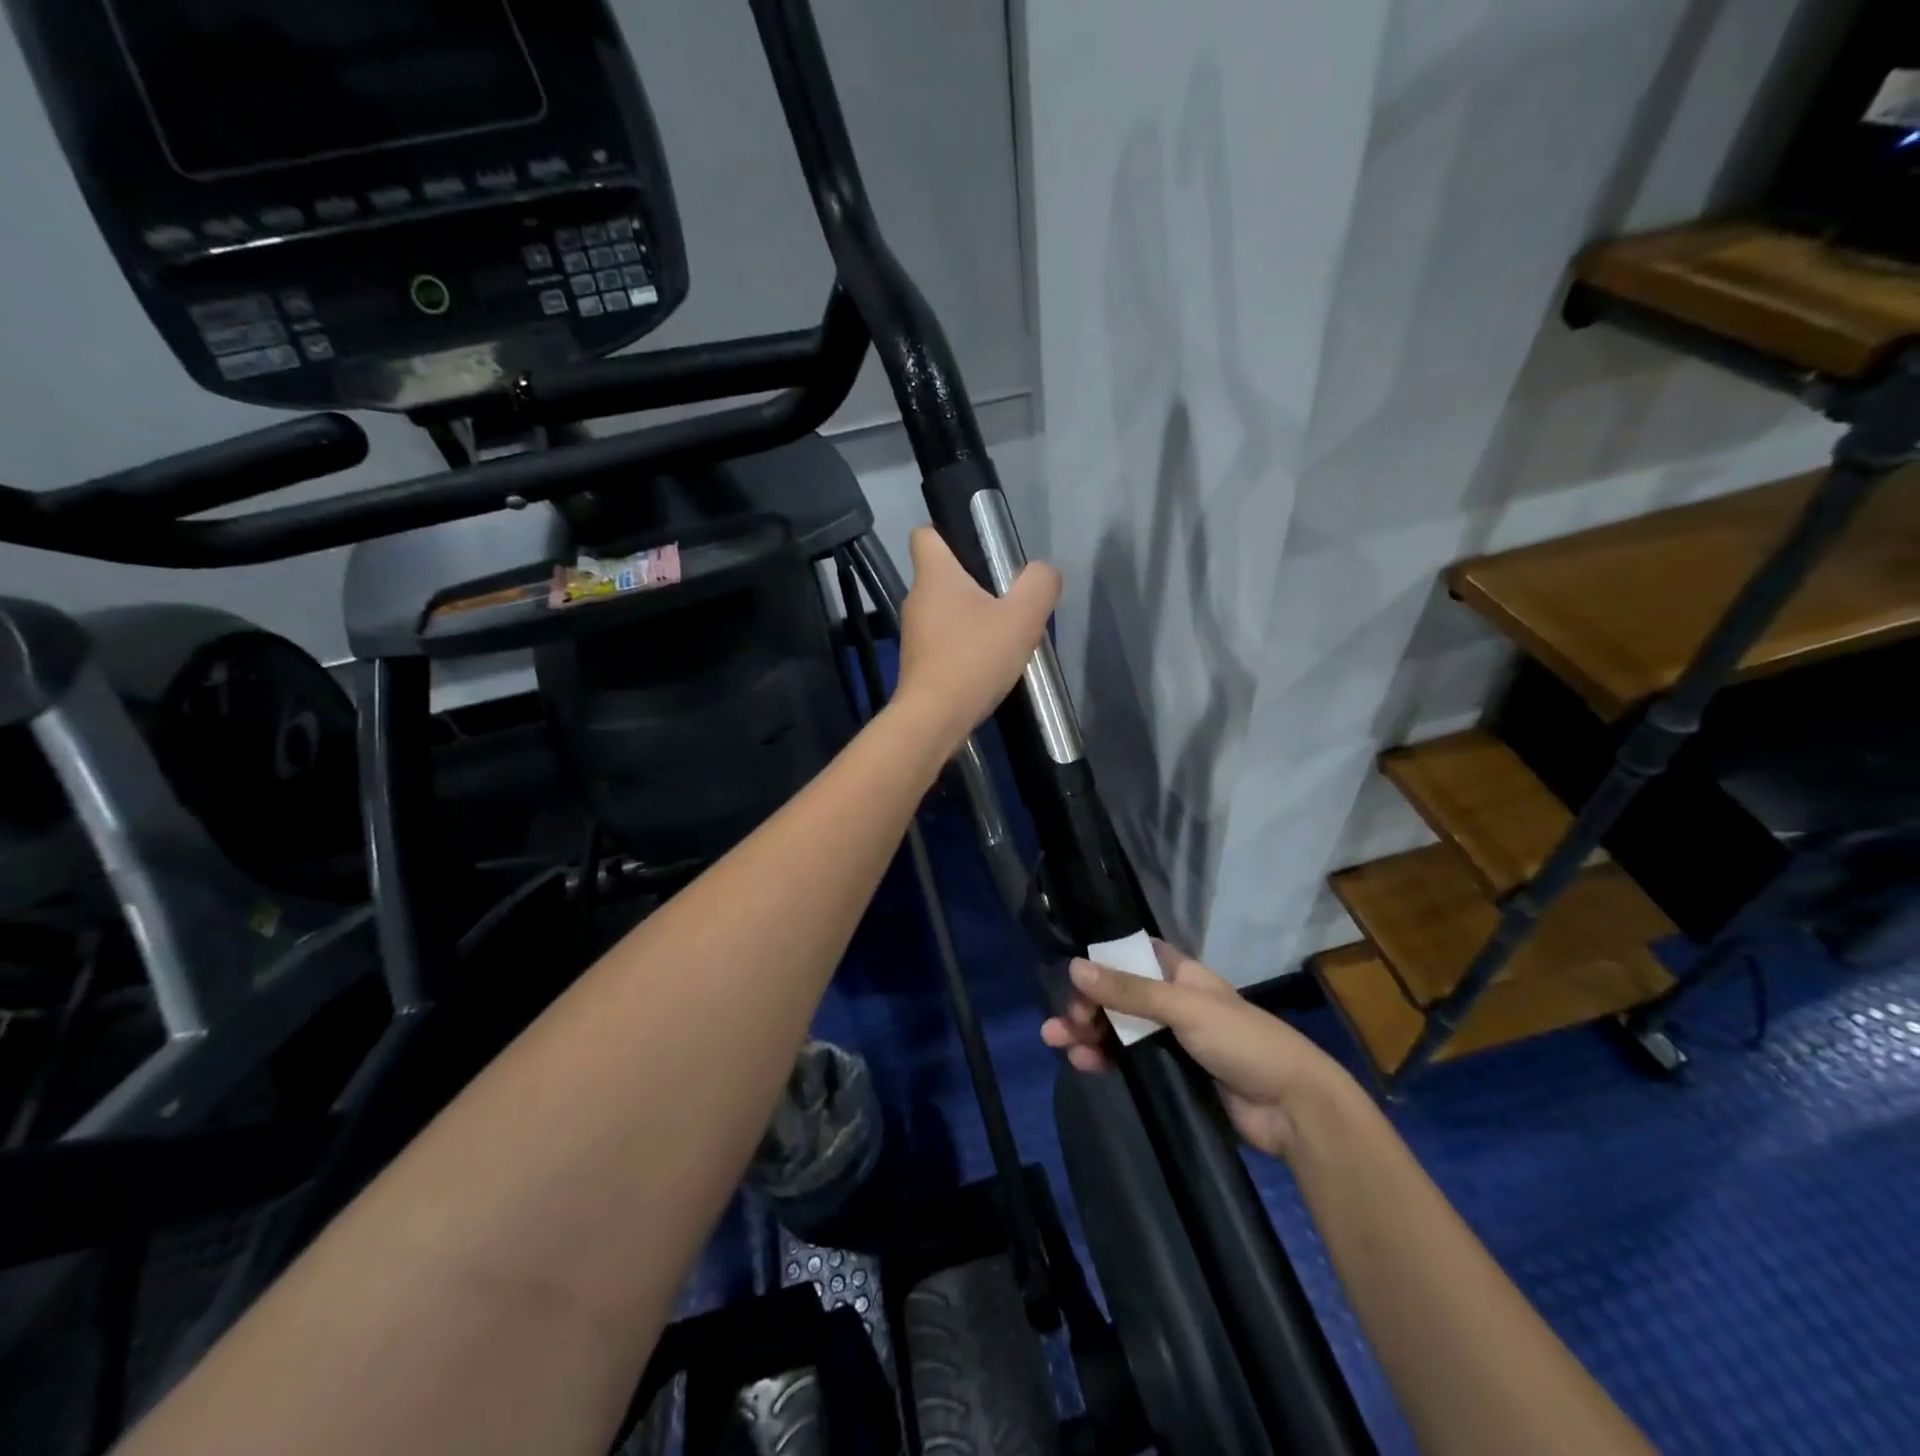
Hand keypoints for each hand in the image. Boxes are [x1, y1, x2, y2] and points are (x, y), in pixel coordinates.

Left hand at [892, 526, 1060, 751]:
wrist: (934, 719)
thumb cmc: (974, 658)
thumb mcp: (1022, 617)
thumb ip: (1039, 585)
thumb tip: (1044, 572)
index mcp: (934, 575)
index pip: (925, 534)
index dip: (949, 534)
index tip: (980, 550)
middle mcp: (916, 598)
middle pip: (942, 575)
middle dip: (973, 582)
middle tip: (1008, 599)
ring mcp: (913, 634)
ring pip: (944, 611)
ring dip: (971, 618)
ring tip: (1003, 636)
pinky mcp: (918, 664)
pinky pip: (944, 642)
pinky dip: (964, 647)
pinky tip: (988, 664)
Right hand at [1041, 939, 1355, 1158]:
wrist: (1293, 1109)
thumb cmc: (1243, 1043)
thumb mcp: (1184, 1008)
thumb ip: (1129, 991)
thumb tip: (1074, 967)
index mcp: (1180, 974)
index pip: (1131, 956)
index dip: (1100, 964)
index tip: (1074, 979)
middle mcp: (1172, 1001)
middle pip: (1117, 995)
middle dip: (1086, 1004)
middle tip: (1065, 1023)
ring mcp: (1170, 1039)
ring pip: (1118, 1028)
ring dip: (1087, 1032)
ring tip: (1056, 1042)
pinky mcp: (1170, 1074)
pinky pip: (1128, 1060)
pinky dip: (1103, 1058)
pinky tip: (1082, 1062)